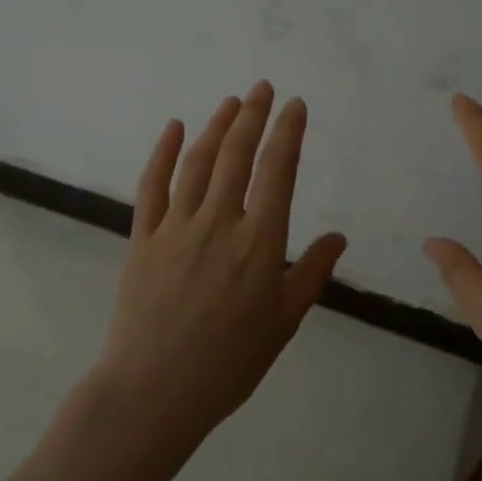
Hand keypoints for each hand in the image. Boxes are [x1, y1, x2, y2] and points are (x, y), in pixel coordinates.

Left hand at [96, 81, 346, 447]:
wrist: (154, 392)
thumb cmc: (229, 363)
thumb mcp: (283, 322)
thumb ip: (311, 273)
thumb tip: (338, 237)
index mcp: (259, 242)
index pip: (278, 171)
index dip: (288, 133)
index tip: (295, 105)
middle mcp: (219, 222)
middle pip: (237, 155)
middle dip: (253, 116)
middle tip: (263, 88)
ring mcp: (176, 226)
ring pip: (198, 162)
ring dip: (215, 126)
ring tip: (231, 102)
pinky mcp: (142, 237)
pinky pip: (152, 186)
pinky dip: (163, 152)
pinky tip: (173, 127)